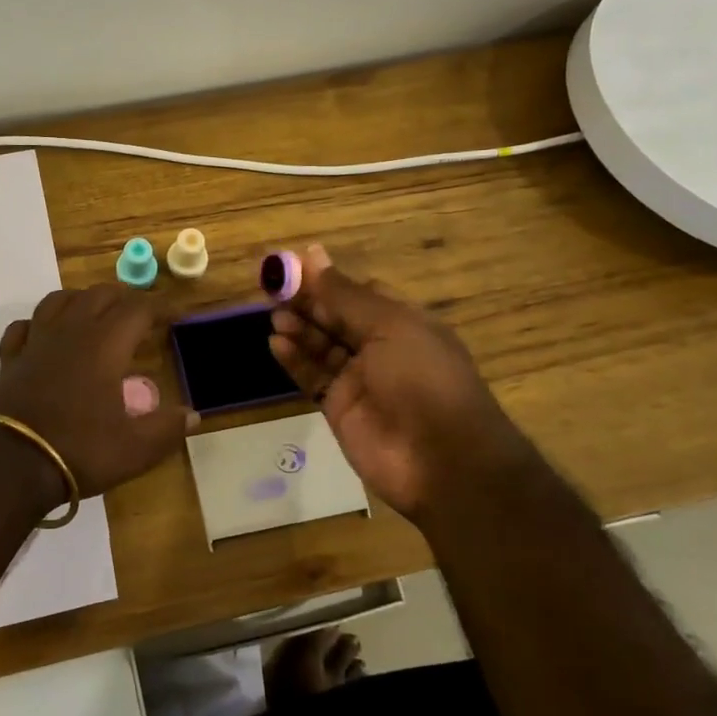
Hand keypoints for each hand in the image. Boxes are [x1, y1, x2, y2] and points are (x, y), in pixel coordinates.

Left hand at [0, 285, 196, 498]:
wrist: (10, 464)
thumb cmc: (79, 450)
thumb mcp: (134, 449)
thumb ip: (166, 429)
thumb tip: (192, 415)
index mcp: (105, 344)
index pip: (137, 309)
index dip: (160, 306)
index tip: (175, 314)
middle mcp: (70, 332)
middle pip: (98, 294)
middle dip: (124, 297)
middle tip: (139, 313)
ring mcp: (36, 342)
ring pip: (58, 300)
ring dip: (81, 299)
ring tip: (94, 312)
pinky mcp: (10, 359)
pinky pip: (23, 326)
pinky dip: (38, 323)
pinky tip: (43, 334)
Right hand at [267, 244, 527, 519]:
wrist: (442, 461)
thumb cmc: (424, 379)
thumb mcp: (389, 325)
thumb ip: (344, 294)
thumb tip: (312, 254)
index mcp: (402, 322)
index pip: (358, 293)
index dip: (326, 280)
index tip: (292, 267)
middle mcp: (380, 347)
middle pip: (335, 317)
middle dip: (307, 303)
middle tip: (273, 289)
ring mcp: (359, 379)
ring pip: (320, 345)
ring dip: (299, 329)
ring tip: (276, 318)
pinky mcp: (339, 407)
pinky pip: (312, 376)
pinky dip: (294, 359)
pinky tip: (276, 344)